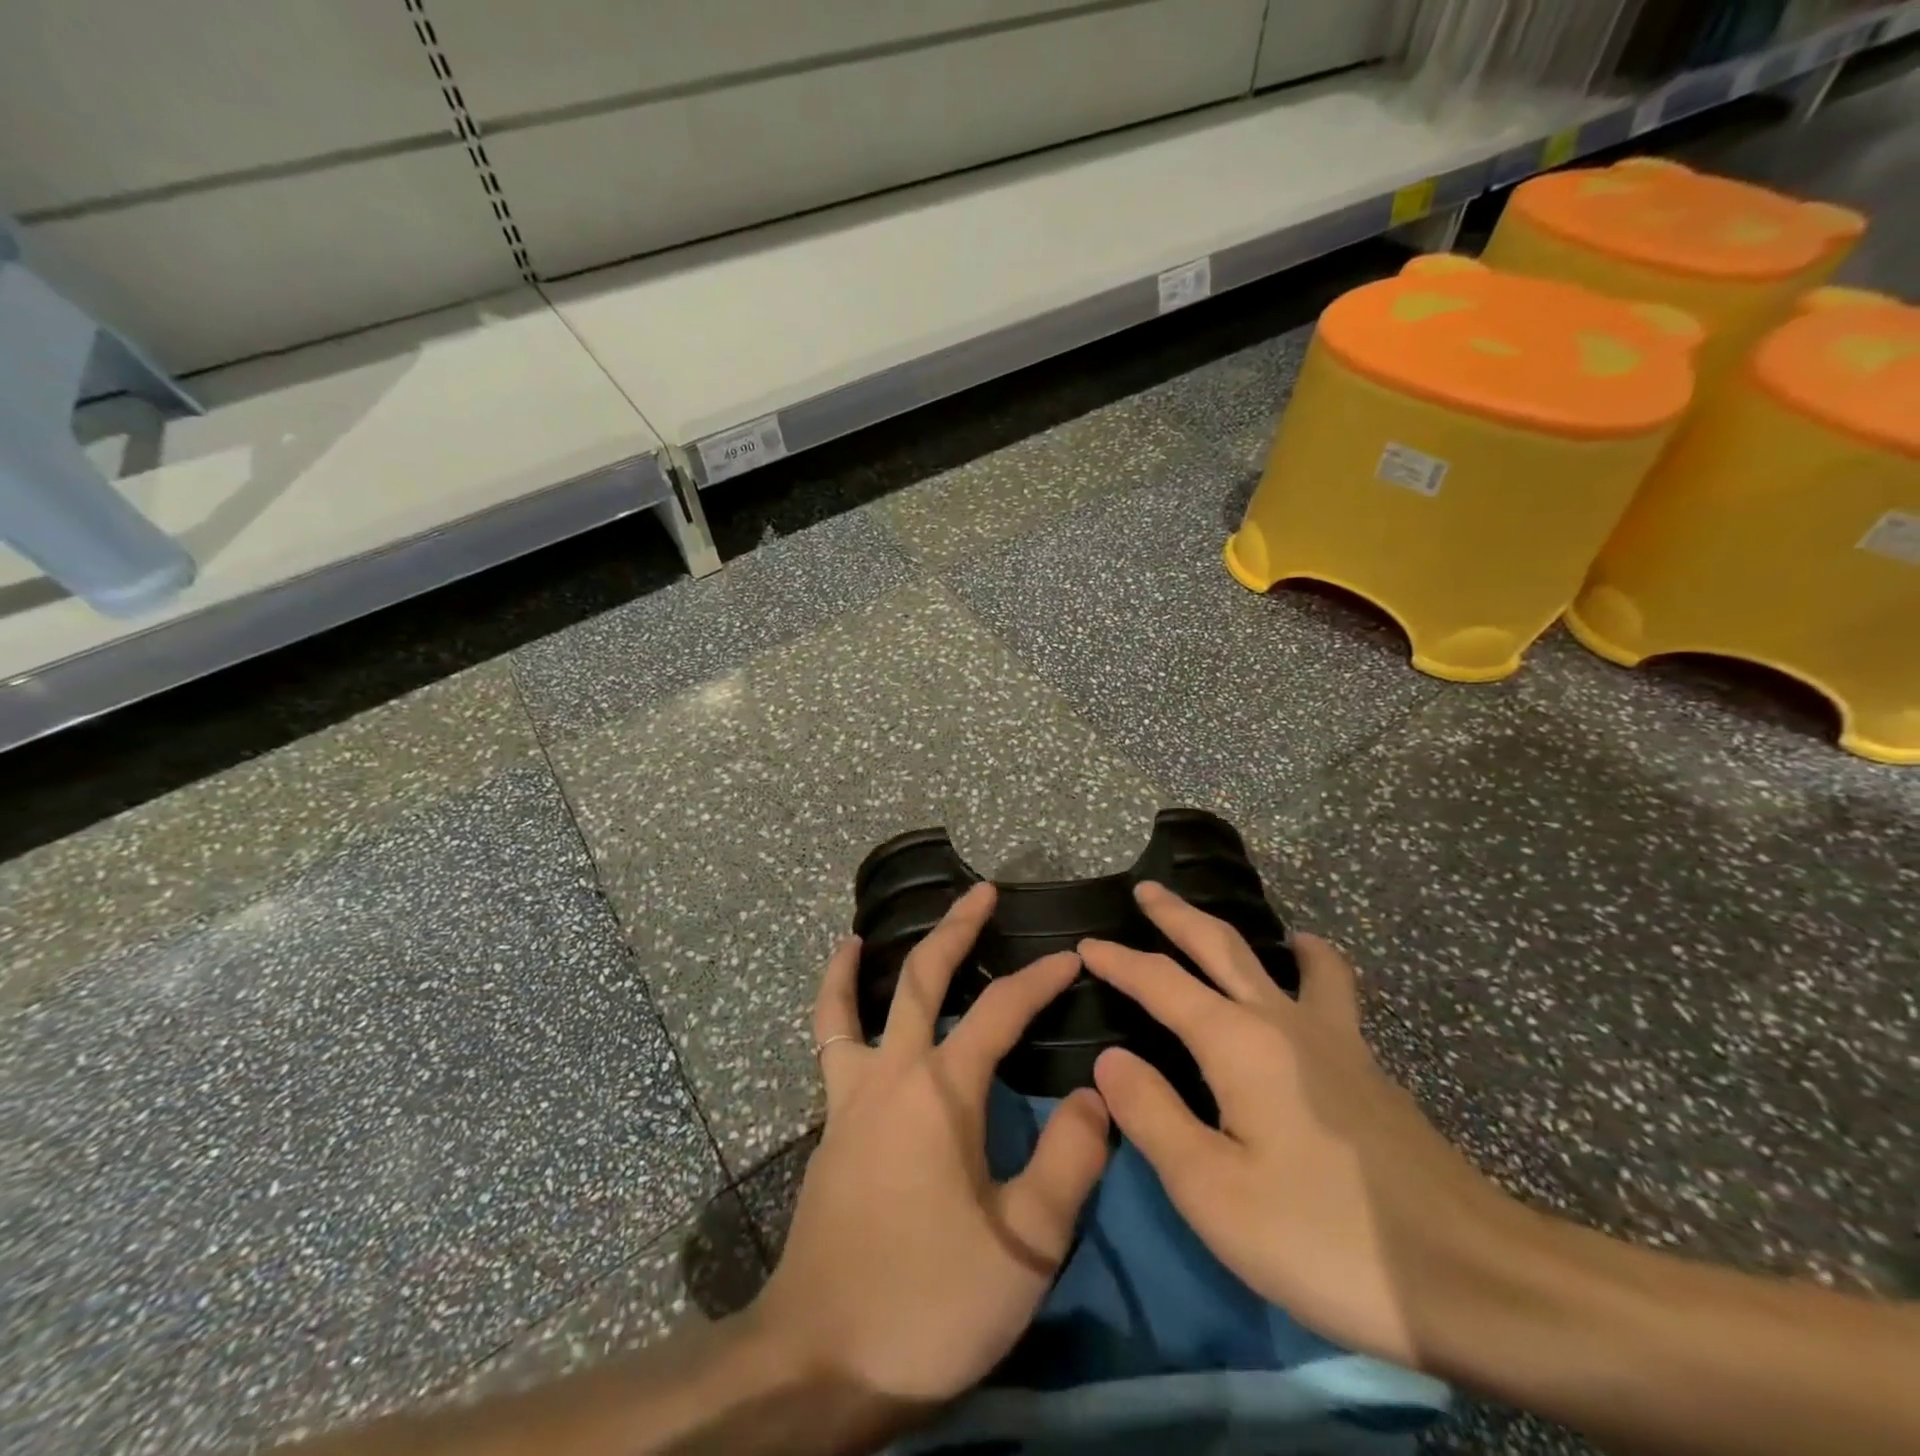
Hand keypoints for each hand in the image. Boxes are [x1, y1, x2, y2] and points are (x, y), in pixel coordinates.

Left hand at [749, 883, 1110, 1412]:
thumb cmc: (929, 1301)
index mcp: (943, 1090)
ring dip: (865, 964)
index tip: (1072, 958)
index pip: (1001, 1011)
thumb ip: (1068, 1163)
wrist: (821, 1361)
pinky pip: (830, 1047)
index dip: (1040, 979)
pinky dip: (833, 1011)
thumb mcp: (1024, 1246)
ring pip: (854, 1006)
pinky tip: (841, 1008)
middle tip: (982, 893)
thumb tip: (1096, 1096)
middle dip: (957, 930)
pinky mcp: (831, 1126)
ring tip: (865, 932)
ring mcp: (851, 1096)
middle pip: (923, 979)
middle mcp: (893, 1073)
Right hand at [1081, 883, 1528, 1373]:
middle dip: (1178, 915)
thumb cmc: (1323, 1236)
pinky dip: (1311, 971)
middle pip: (1223, 945)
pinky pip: (1331, 995)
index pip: (1161, 982)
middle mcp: (1284, 1022)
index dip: (1119, 961)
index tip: (1083, 946)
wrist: (1473, 1280)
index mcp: (1237, 1042)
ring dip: (1261, 934)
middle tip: (1148, 890)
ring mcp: (1337, 1041)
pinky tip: (1308, 999)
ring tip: (1257, 927)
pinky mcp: (1370, 1071)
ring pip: (1295, 961)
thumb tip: (1110, 1058)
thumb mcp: (1212, 1190)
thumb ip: (1152, 1115)